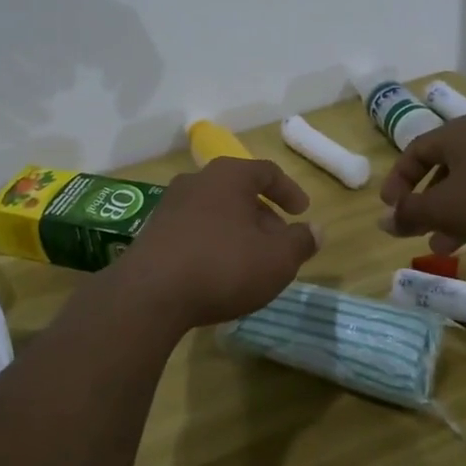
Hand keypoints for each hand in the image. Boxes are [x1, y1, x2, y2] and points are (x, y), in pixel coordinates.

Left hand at [115, 158, 320, 329]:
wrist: (150, 293)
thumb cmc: (223, 266)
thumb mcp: (277, 259)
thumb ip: (300, 242)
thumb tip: (316, 230)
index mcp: (229, 175)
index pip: (267, 172)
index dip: (289, 191)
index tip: (302, 212)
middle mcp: (197, 180)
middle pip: (238, 191)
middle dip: (263, 216)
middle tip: (278, 244)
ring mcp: (170, 205)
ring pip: (215, 210)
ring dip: (237, 230)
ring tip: (250, 261)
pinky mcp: (152, 232)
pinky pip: (193, 229)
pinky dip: (212, 242)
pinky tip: (217, 271)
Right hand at [377, 116, 465, 265]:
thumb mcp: (444, 209)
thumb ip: (410, 214)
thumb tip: (384, 220)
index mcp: (457, 135)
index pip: (415, 151)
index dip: (398, 180)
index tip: (390, 209)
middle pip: (446, 173)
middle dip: (430, 208)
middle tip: (420, 234)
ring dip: (458, 223)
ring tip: (448, 251)